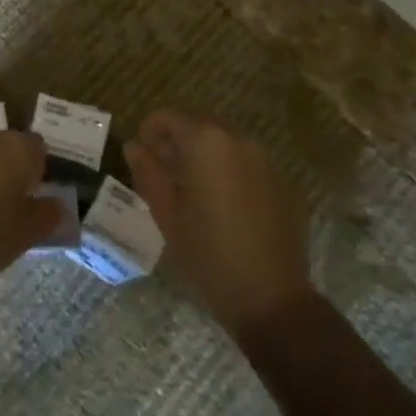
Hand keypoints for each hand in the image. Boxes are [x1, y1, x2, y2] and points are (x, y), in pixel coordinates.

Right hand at [125, 110, 313, 340]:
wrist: (270, 298)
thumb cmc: (208, 254)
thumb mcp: (166, 214)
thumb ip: (148, 172)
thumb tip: (134, 147)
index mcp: (204, 142)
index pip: (167, 117)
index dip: (149, 131)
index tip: (142, 157)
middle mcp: (237, 140)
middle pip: (198, 124)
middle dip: (177, 141)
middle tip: (164, 174)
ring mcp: (264, 159)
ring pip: (223, 142)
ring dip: (204, 155)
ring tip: (193, 191)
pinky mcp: (282, 181)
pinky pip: (246, 162)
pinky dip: (229, 170)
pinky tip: (224, 206)